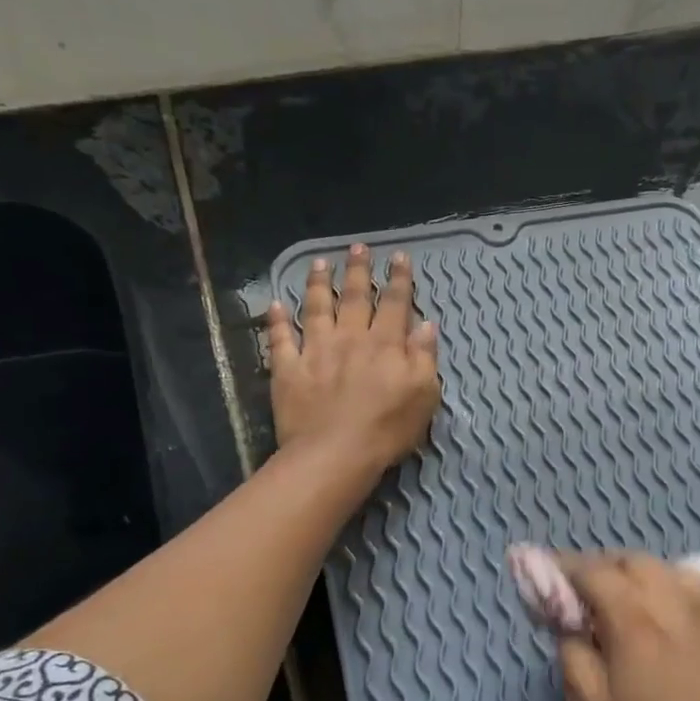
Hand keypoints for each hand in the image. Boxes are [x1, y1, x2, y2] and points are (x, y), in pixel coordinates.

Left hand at [267, 243, 440, 475]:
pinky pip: (280, 340)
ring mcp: (315, 351)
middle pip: (354, 297)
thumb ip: (424, 356)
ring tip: (319, 263)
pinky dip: (276, 321)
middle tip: (357, 247)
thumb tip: (425, 324)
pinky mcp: (288, 370)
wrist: (335, 453)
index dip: (399, 279)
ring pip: (316, 308)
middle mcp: (350, 338)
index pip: (395, 303)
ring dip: (319, 283)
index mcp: (385, 344)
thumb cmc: (388, 428)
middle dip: (358, 270)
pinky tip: (274, 305)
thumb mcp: (424, 394)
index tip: (399, 257)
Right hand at [556, 552, 699, 700]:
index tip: (548, 576)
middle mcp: (678, 602)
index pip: (592, 571)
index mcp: (636, 619)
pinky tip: (677, 633)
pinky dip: (677, 598)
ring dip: (643, 580)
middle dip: (605, 571)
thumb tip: (572, 628)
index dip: (564, 568)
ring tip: (634, 613)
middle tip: (589, 601)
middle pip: (634, 562)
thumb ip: (575, 658)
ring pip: (671, 573)